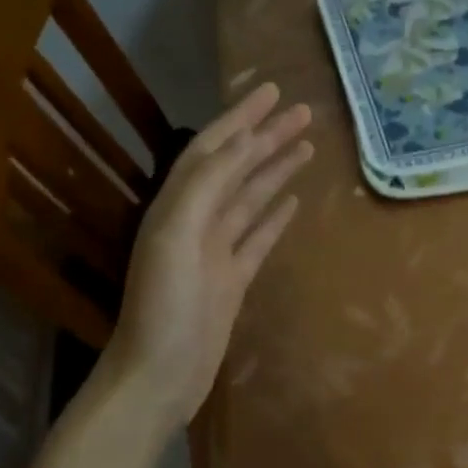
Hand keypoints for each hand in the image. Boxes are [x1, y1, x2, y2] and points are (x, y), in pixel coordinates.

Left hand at [100, 83, 311, 431]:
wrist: (161, 375)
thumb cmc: (165, 307)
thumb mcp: (176, 238)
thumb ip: (205, 188)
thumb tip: (240, 144)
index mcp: (177, 206)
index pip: (212, 149)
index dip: (241, 119)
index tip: (272, 92)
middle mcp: (195, 221)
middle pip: (237, 169)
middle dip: (267, 138)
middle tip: (304, 113)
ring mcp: (216, 252)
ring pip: (250, 199)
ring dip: (275, 170)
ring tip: (306, 146)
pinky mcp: (233, 280)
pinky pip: (258, 238)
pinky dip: (274, 216)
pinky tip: (293, 200)